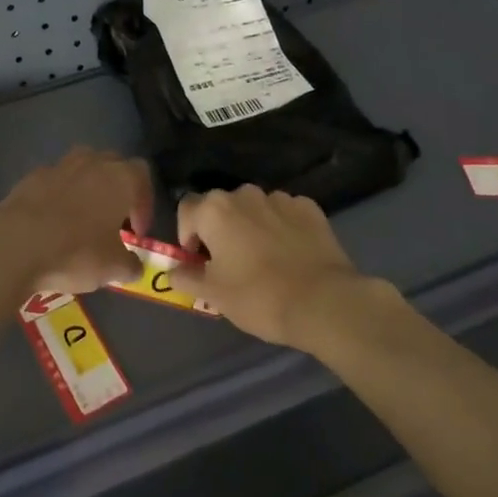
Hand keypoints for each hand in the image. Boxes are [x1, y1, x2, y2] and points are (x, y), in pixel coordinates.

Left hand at [0, 147, 152, 294]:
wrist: (16, 244)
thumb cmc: (76, 252)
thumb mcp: (113, 268)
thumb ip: (130, 265)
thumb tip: (134, 266)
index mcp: (121, 178)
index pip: (143, 177)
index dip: (144, 204)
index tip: (136, 233)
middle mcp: (93, 162)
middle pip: (113, 164)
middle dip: (117, 189)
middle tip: (113, 221)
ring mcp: (60, 166)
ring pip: (83, 167)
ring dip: (88, 187)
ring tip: (83, 217)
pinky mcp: (31, 176)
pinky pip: (54, 180)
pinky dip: (58, 195)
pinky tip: (52, 221)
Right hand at [167, 186, 398, 350]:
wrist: (323, 302)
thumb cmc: (258, 297)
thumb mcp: (213, 294)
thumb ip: (186, 277)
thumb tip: (174, 270)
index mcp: (215, 210)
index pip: (186, 209)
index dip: (187, 235)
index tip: (198, 261)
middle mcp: (245, 194)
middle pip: (221, 207)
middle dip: (220, 229)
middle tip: (229, 263)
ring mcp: (280, 198)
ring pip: (254, 209)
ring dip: (251, 227)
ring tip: (263, 260)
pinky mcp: (309, 208)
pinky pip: (285, 214)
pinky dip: (281, 228)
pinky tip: (290, 255)